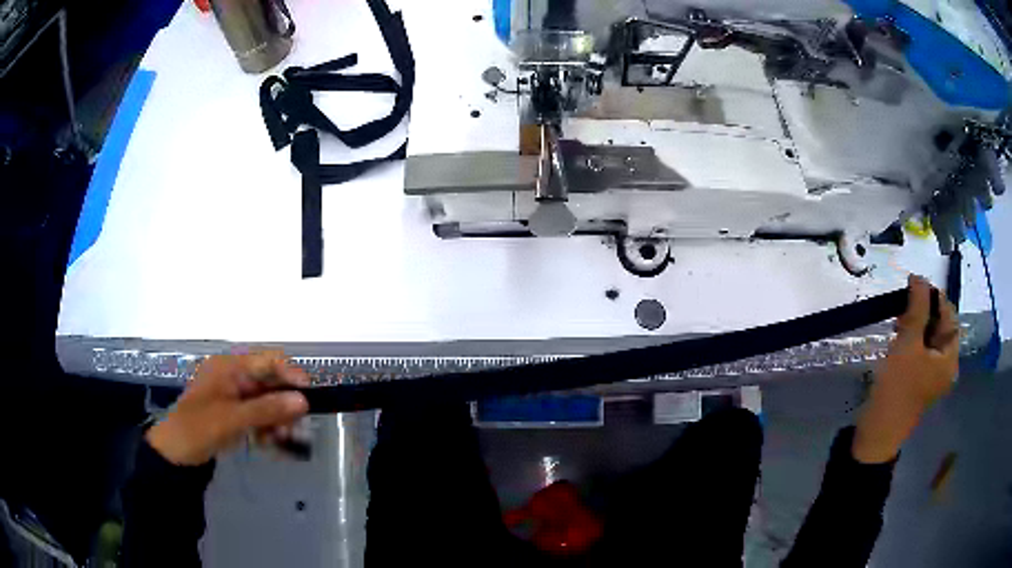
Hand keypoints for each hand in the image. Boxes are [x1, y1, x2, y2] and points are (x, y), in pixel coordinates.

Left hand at [146, 352, 309, 465]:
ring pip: (266, 402)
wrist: (176, 452)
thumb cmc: (199, 427)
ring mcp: (233, 396)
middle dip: (285, 404)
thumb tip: (303, 401)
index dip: (290, 374)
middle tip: (298, 427)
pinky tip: (271, 445)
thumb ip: (268, 409)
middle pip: (269, 383)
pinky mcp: (233, 414)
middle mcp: (233, 376)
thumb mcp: (233, 418)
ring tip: (284, 441)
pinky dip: (267, 429)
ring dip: (278, 420)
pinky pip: (258, 417)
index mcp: (230, 367)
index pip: (267, 360)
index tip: (308, 394)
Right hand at [852, 275, 959, 463]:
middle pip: (939, 327)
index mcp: (950, 359)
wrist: (877, 432)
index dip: (935, 298)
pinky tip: (897, 338)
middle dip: (923, 312)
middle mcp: (944, 366)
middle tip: (903, 306)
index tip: (915, 287)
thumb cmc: (898, 388)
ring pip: (928, 338)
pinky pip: (919, 352)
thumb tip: (919, 277)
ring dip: (915, 325)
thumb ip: (917, 307)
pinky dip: (911, 340)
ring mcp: (931, 375)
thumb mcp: (908, 343)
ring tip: (897, 322)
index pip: (949, 317)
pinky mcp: (918, 381)